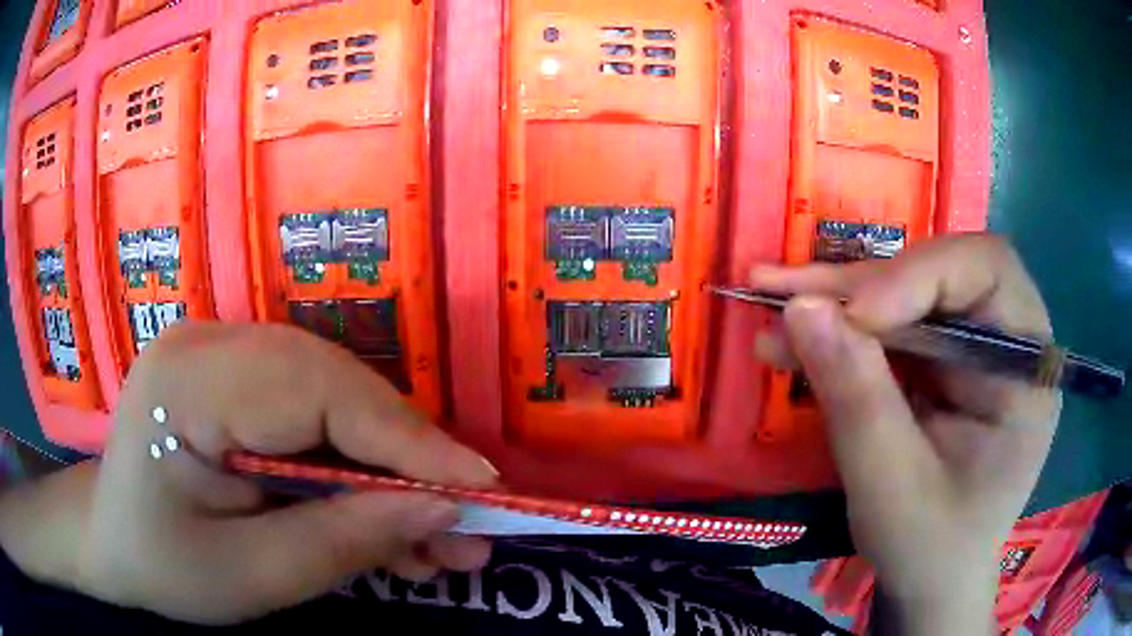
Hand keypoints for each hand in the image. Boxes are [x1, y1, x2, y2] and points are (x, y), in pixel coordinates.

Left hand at [4, 323, 498, 624]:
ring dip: (389, 469)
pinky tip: (389, 521)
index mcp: (189, 382)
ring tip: (441, 535)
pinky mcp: (238, 382)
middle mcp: (211, 344)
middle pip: (334, 386)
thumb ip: (343, 542)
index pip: (316, 391)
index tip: (478, 486)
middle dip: (406, 458)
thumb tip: (441, 512)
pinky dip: (356, 469)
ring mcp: (224, 356)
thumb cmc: (162, 565)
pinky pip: (313, 416)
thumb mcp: (251, 576)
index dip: (404, 439)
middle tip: (467, 519)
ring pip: (334, 401)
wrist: (109, 542)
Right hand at [752, 235, 1058, 633]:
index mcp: (1027, 371)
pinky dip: (838, 330)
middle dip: (862, 285)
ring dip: (838, 301)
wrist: (930, 583)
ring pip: (905, 294)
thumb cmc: (929, 549)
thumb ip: (856, 399)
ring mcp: (971, 350)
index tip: (854, 315)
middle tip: (784, 292)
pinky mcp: (940, 363)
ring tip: (768, 300)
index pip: (988, 272)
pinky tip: (792, 339)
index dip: (921, 275)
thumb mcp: (893, 488)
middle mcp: (1006, 342)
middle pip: (939, 275)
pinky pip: (889, 327)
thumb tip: (800, 309)